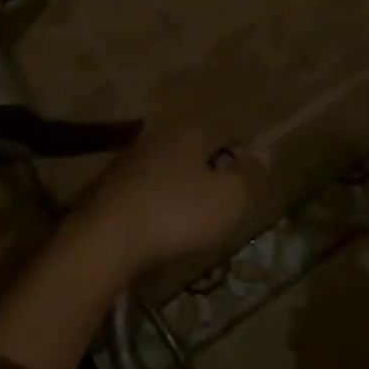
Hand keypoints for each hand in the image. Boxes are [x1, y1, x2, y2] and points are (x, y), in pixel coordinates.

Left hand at [69, 125, 257, 277]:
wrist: (105, 237)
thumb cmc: (176, 213)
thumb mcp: (228, 199)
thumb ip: (248, 176)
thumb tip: (263, 153)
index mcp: (189, 131)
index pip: (222, 134)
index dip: (237, 158)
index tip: (243, 184)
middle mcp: (158, 135)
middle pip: (192, 150)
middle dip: (205, 173)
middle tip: (218, 204)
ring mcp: (129, 159)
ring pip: (166, 169)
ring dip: (178, 190)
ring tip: (189, 220)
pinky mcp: (109, 186)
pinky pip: (144, 191)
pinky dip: (154, 205)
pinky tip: (158, 227)